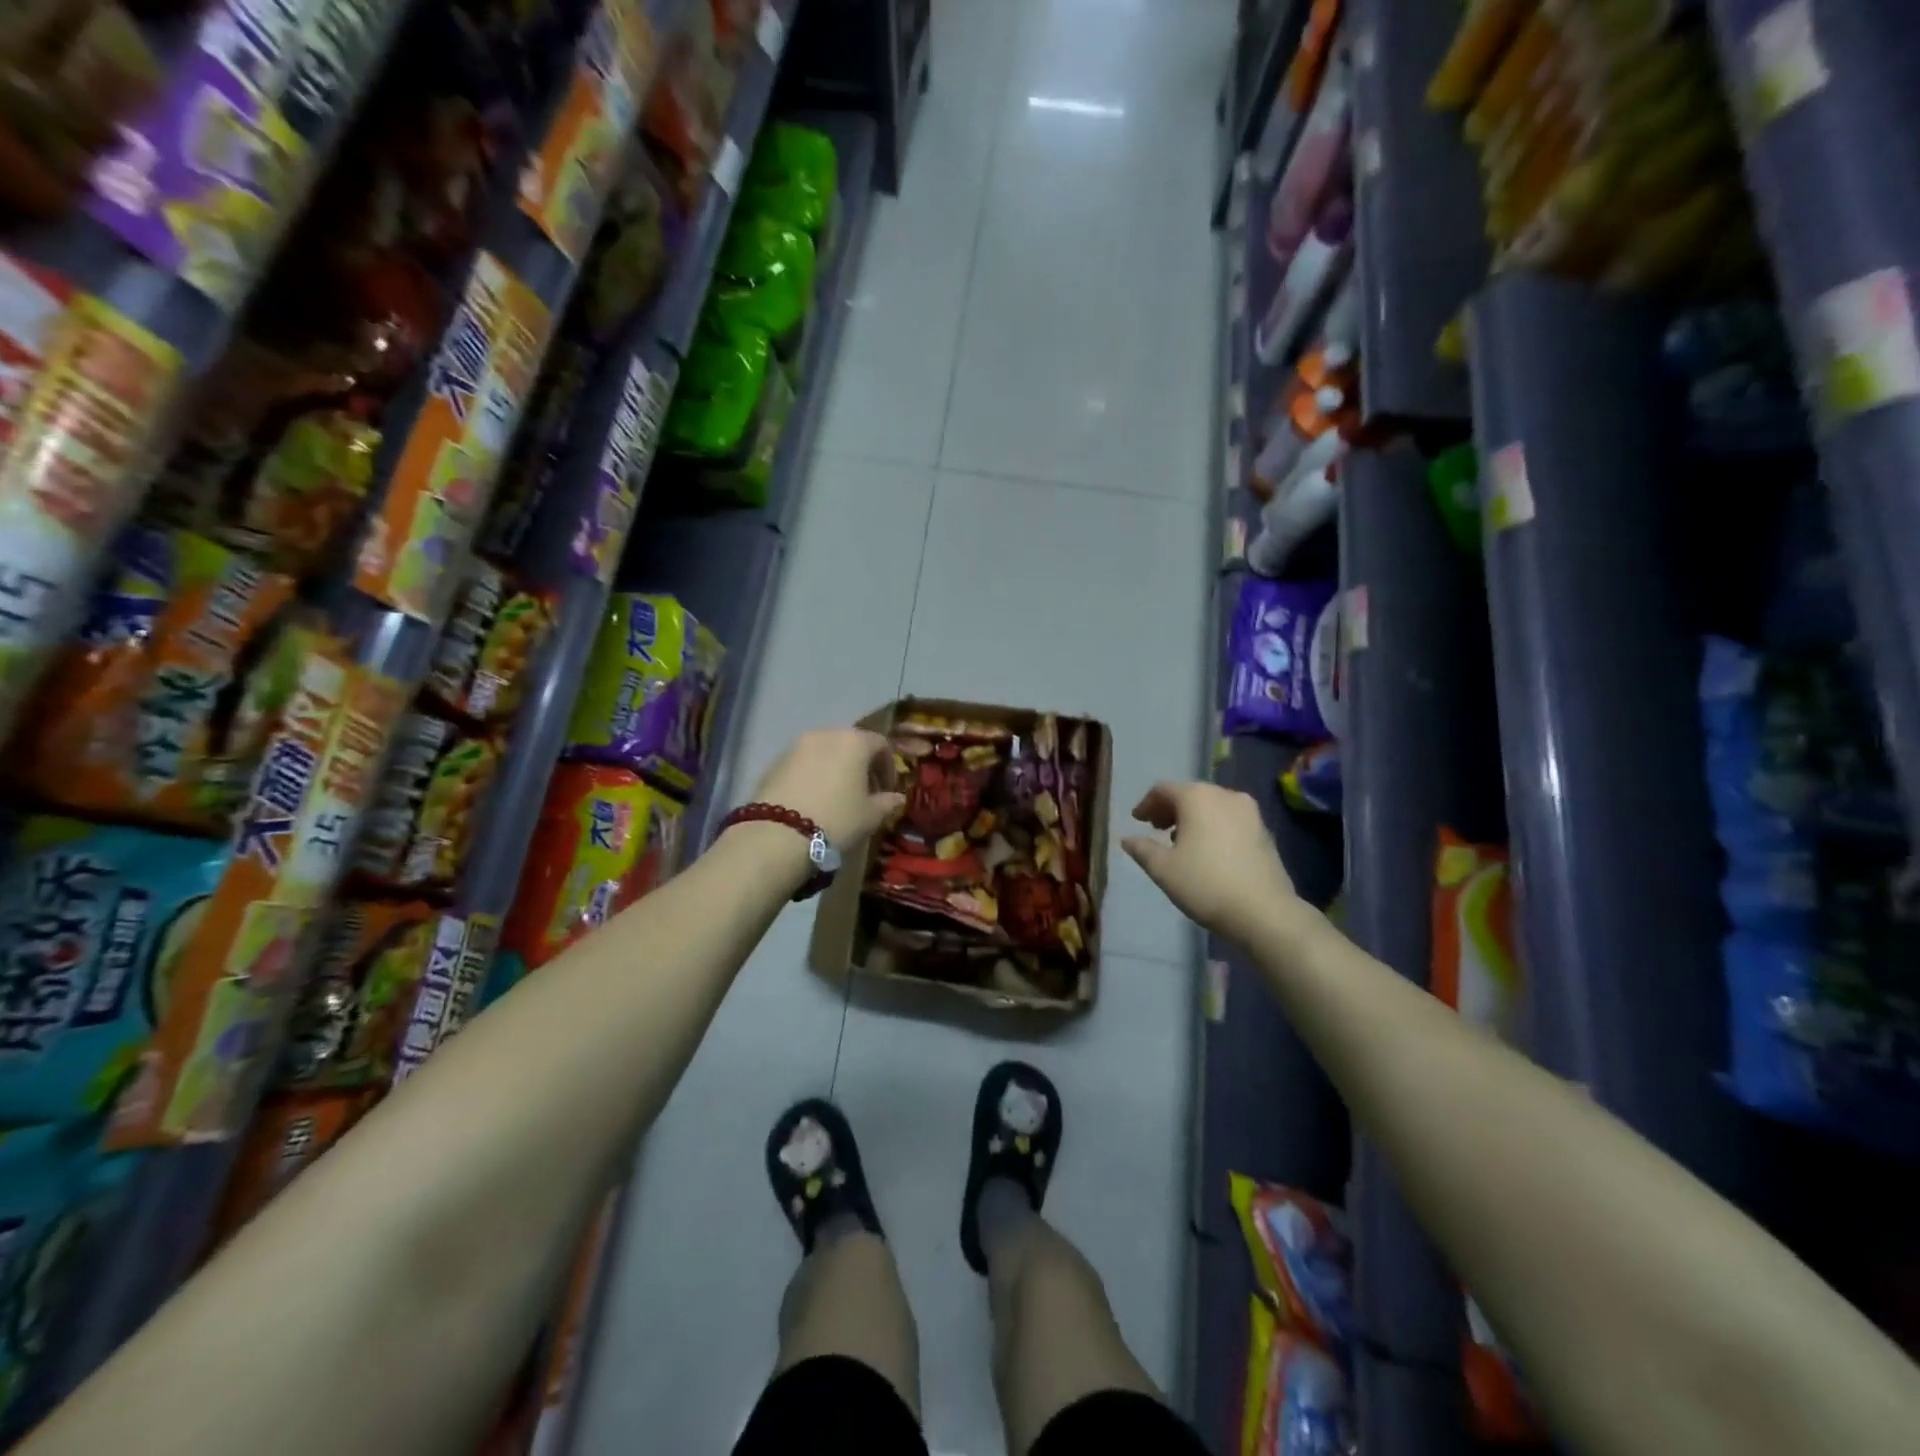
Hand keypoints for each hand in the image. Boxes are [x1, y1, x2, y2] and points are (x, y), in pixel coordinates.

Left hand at [750, 728, 904, 851]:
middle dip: (861, 766)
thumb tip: (897, 798)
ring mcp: (796, 745)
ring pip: (825, 752)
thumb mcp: (870, 816)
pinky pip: (803, 763)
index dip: (888, 768)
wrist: (778, 834)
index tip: (887, 791)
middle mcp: (825, 734)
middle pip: (850, 744)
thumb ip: (887, 802)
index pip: (880, 745)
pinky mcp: (775, 761)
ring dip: (835, 769)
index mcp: (854, 741)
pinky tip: (813, 800)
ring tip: (836, 797)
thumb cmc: (836, 820)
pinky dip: (813, 775)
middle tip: (864, 793)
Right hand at [1122, 782, 1299, 944]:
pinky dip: (1214, 826)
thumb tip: (1127, 839)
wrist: (1264, 911)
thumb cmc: (1205, 884)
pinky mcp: (1265, 830)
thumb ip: (1142, 849)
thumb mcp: (1163, 869)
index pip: (1163, 790)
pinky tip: (1209, 850)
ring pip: (1212, 805)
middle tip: (1156, 829)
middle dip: (1170, 809)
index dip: (1146, 804)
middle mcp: (1225, 795)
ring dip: (1193, 818)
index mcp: (1197, 797)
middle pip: (1190, 794)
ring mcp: (1250, 812)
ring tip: (1181, 841)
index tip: (1137, 821)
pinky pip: (1230, 819)